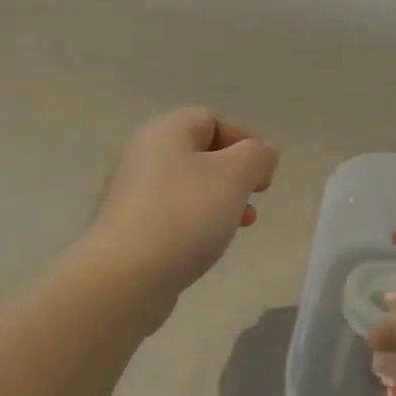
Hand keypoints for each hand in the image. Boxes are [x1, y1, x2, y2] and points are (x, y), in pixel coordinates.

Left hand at [83, 107, 277, 303]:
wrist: (127, 275)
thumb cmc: (185, 214)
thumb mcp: (233, 176)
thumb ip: (256, 156)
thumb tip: (262, 152)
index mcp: (164, 132)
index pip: (210, 120)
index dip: (245, 139)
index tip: (268, 170)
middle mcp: (142, 156)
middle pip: (199, 154)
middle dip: (235, 172)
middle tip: (259, 193)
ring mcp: (133, 195)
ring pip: (188, 187)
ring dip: (222, 200)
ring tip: (245, 223)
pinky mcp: (131, 230)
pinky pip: (174, 215)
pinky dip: (199, 222)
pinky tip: (212, 244)